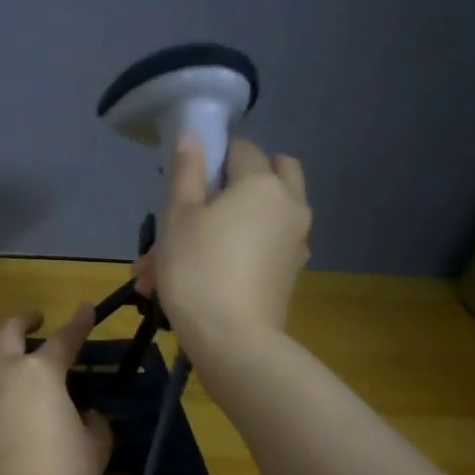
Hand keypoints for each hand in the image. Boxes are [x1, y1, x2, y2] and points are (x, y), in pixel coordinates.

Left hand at [0, 305, 113, 474]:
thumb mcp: (94, 451)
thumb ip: (94, 425)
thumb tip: (86, 415)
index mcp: (43, 372)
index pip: (65, 340)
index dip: (79, 324)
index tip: (86, 309)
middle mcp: (5, 371)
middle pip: (9, 332)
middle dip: (23, 320)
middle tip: (34, 319)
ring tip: (1, 346)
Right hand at [137, 136, 311, 344]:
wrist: (232, 339)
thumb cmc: (197, 269)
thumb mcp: (178, 217)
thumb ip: (186, 172)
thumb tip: (193, 135)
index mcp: (262, 183)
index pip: (241, 149)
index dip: (213, 157)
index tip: (187, 180)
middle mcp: (289, 204)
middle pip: (274, 172)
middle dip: (241, 179)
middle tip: (204, 202)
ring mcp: (295, 240)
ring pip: (266, 214)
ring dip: (232, 221)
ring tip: (185, 253)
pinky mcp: (290, 271)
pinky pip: (265, 246)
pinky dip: (241, 249)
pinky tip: (205, 273)